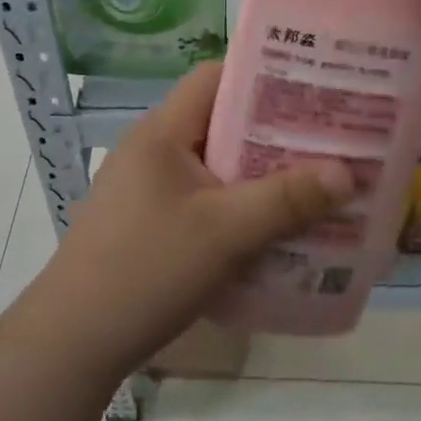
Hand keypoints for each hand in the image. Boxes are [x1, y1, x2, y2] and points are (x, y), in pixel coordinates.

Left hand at [26, 63, 351, 375]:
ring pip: (213, 165)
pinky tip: (269, 229)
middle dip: (273, 131)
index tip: (312, 90)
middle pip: (219, 122)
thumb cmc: (147, 269)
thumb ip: (287, 199)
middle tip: (325, 141)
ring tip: (310, 183)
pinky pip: (202, 198)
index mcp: (161, 132)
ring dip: (258, 173)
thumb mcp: (226, 232)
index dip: (262, 76)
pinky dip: (236, 205)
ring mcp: (146, 188)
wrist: (72, 343)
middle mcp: (152, 149)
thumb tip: (348, 172)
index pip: (214, 78)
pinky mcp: (147, 222)